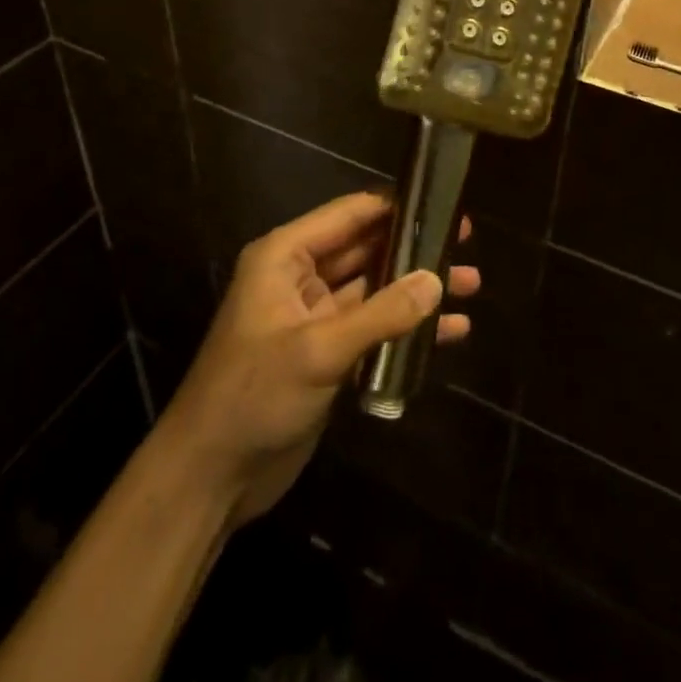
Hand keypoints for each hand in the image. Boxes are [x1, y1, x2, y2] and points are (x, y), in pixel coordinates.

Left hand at [152, 190, 479, 527]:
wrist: (210, 477)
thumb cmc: (254, 395)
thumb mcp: (318, 351)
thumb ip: (381, 314)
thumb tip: (437, 280)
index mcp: (285, 256)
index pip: (349, 215)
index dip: (396, 207)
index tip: (443, 204)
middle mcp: (300, 277)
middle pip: (367, 249)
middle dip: (414, 249)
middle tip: (466, 243)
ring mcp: (315, 317)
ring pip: (375, 289)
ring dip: (416, 289)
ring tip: (471, 285)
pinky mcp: (327, 354)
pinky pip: (373, 328)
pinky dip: (406, 328)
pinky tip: (450, 332)